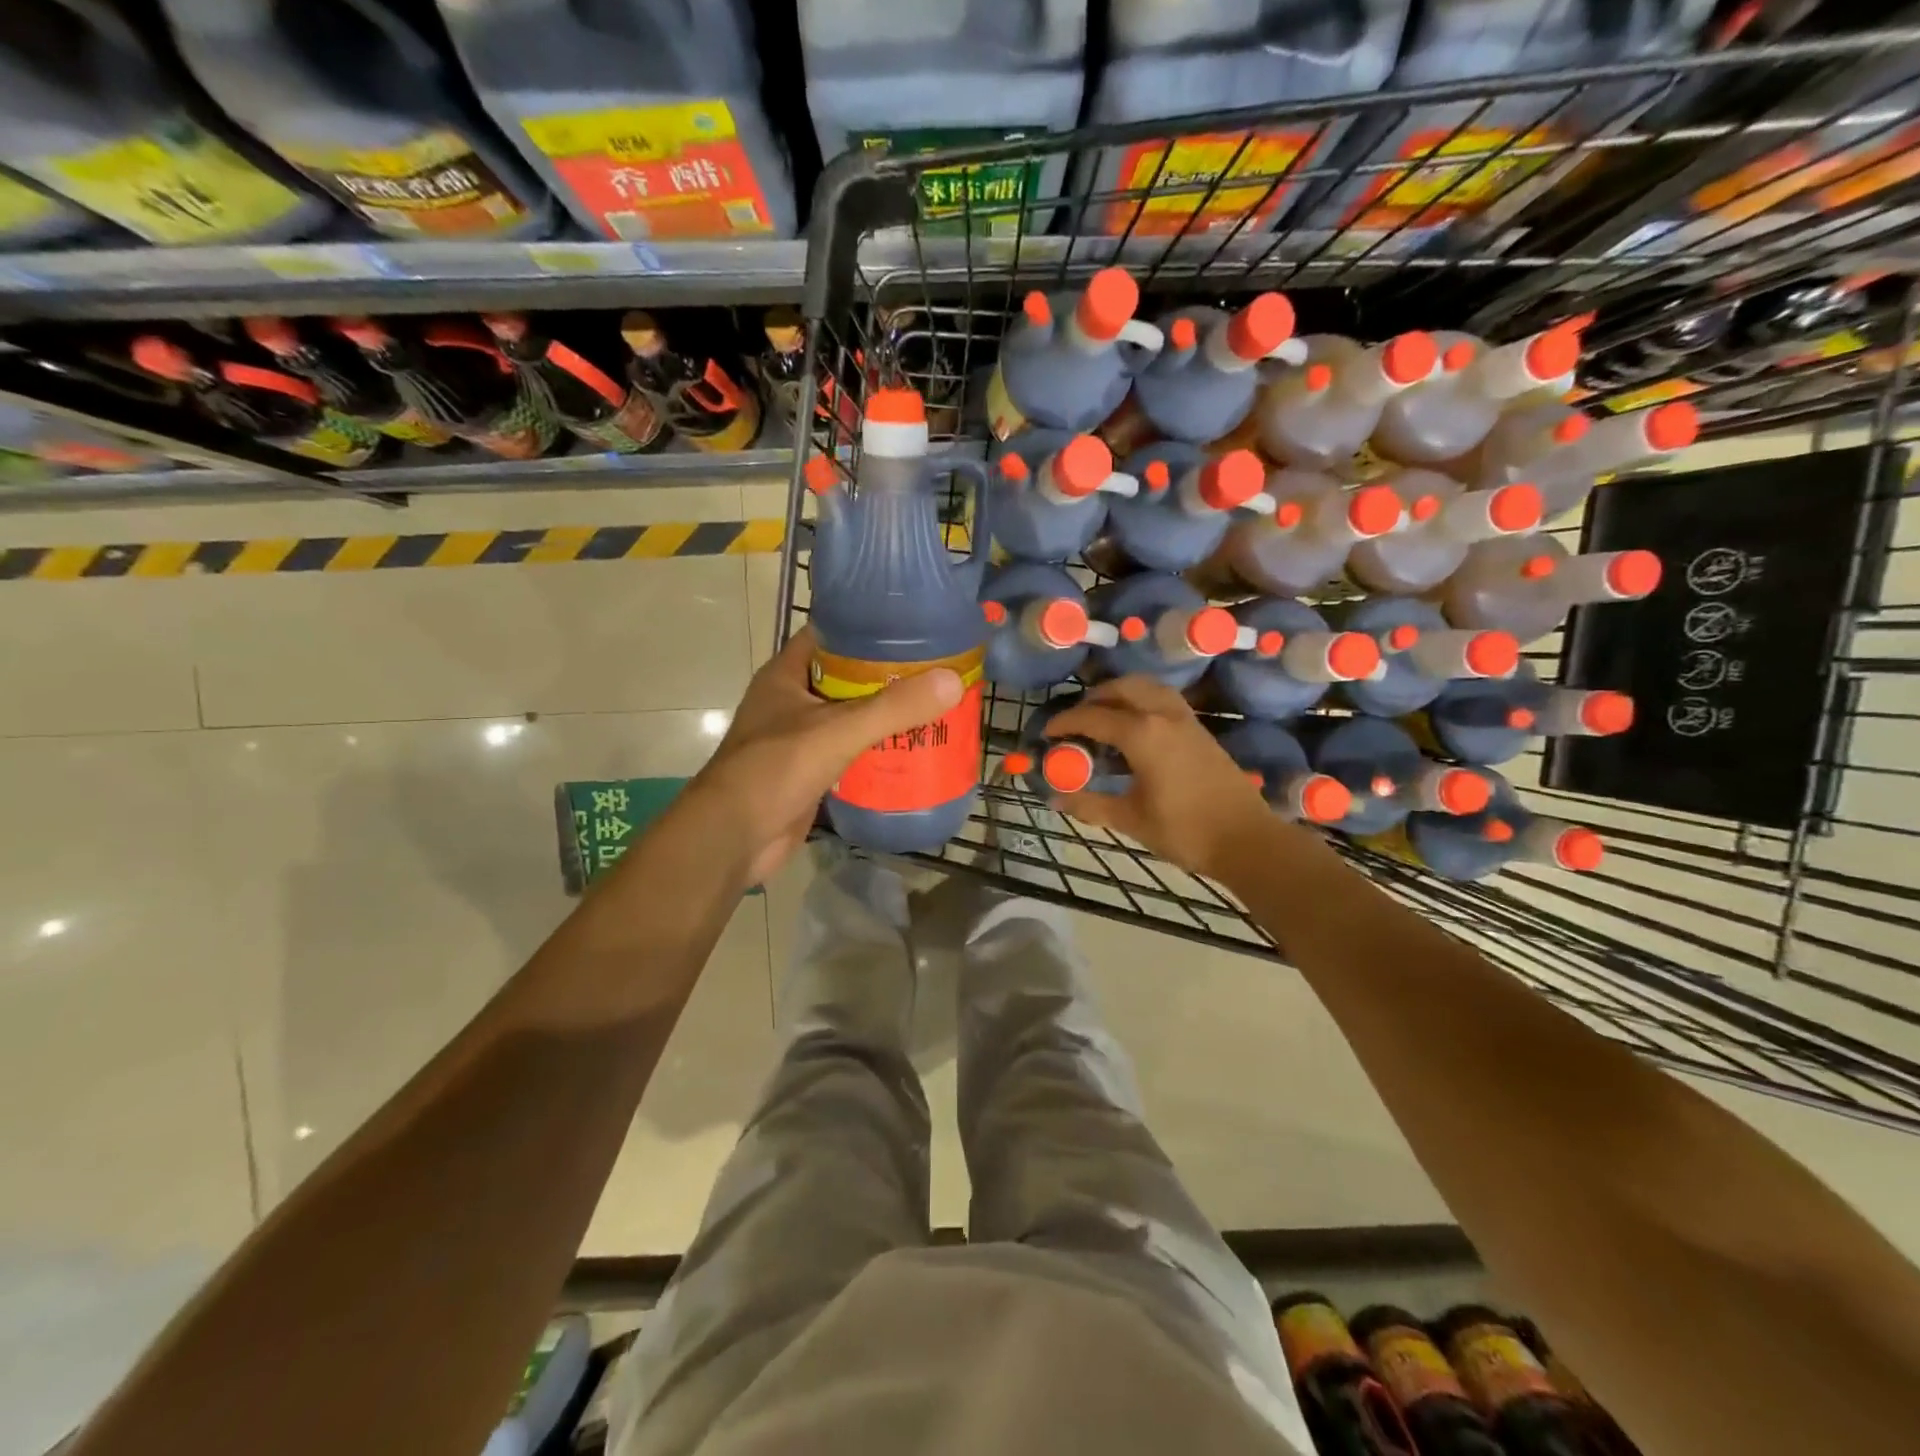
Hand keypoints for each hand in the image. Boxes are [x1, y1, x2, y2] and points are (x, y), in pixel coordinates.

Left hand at [691, 626, 963, 883]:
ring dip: (884, 714)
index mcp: (786, 675)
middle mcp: (791, 701)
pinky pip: (849, 752)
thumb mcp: (837, 731)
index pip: (830, 635)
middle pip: (845, 677)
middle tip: (935, 669)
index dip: (867, 626)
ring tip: (933, 705)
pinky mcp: (809, 772)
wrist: (733, 838)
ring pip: (849, 716)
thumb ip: (893, 708)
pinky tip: (912, 750)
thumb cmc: (775, 770)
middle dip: (886, 674)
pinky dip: (876, 750)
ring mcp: (798, 738)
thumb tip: (952, 681)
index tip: (912, 624)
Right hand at [1044, 676, 1279, 879]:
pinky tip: (1135, 729)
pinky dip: (1142, 701)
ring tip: (1104, 718)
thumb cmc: (1185, 831)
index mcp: (1142, 734)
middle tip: (1076, 722)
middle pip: (1121, 689)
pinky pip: (1163, 699)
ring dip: (1121, 695)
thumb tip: (1055, 799)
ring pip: (1146, 688)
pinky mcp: (1199, 729)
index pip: (1093, 717)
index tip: (1047, 733)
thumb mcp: (1131, 819)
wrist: (1247, 840)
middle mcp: (1163, 715)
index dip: (1065, 723)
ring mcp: (1185, 719)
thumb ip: (1090, 804)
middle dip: (1093, 699)